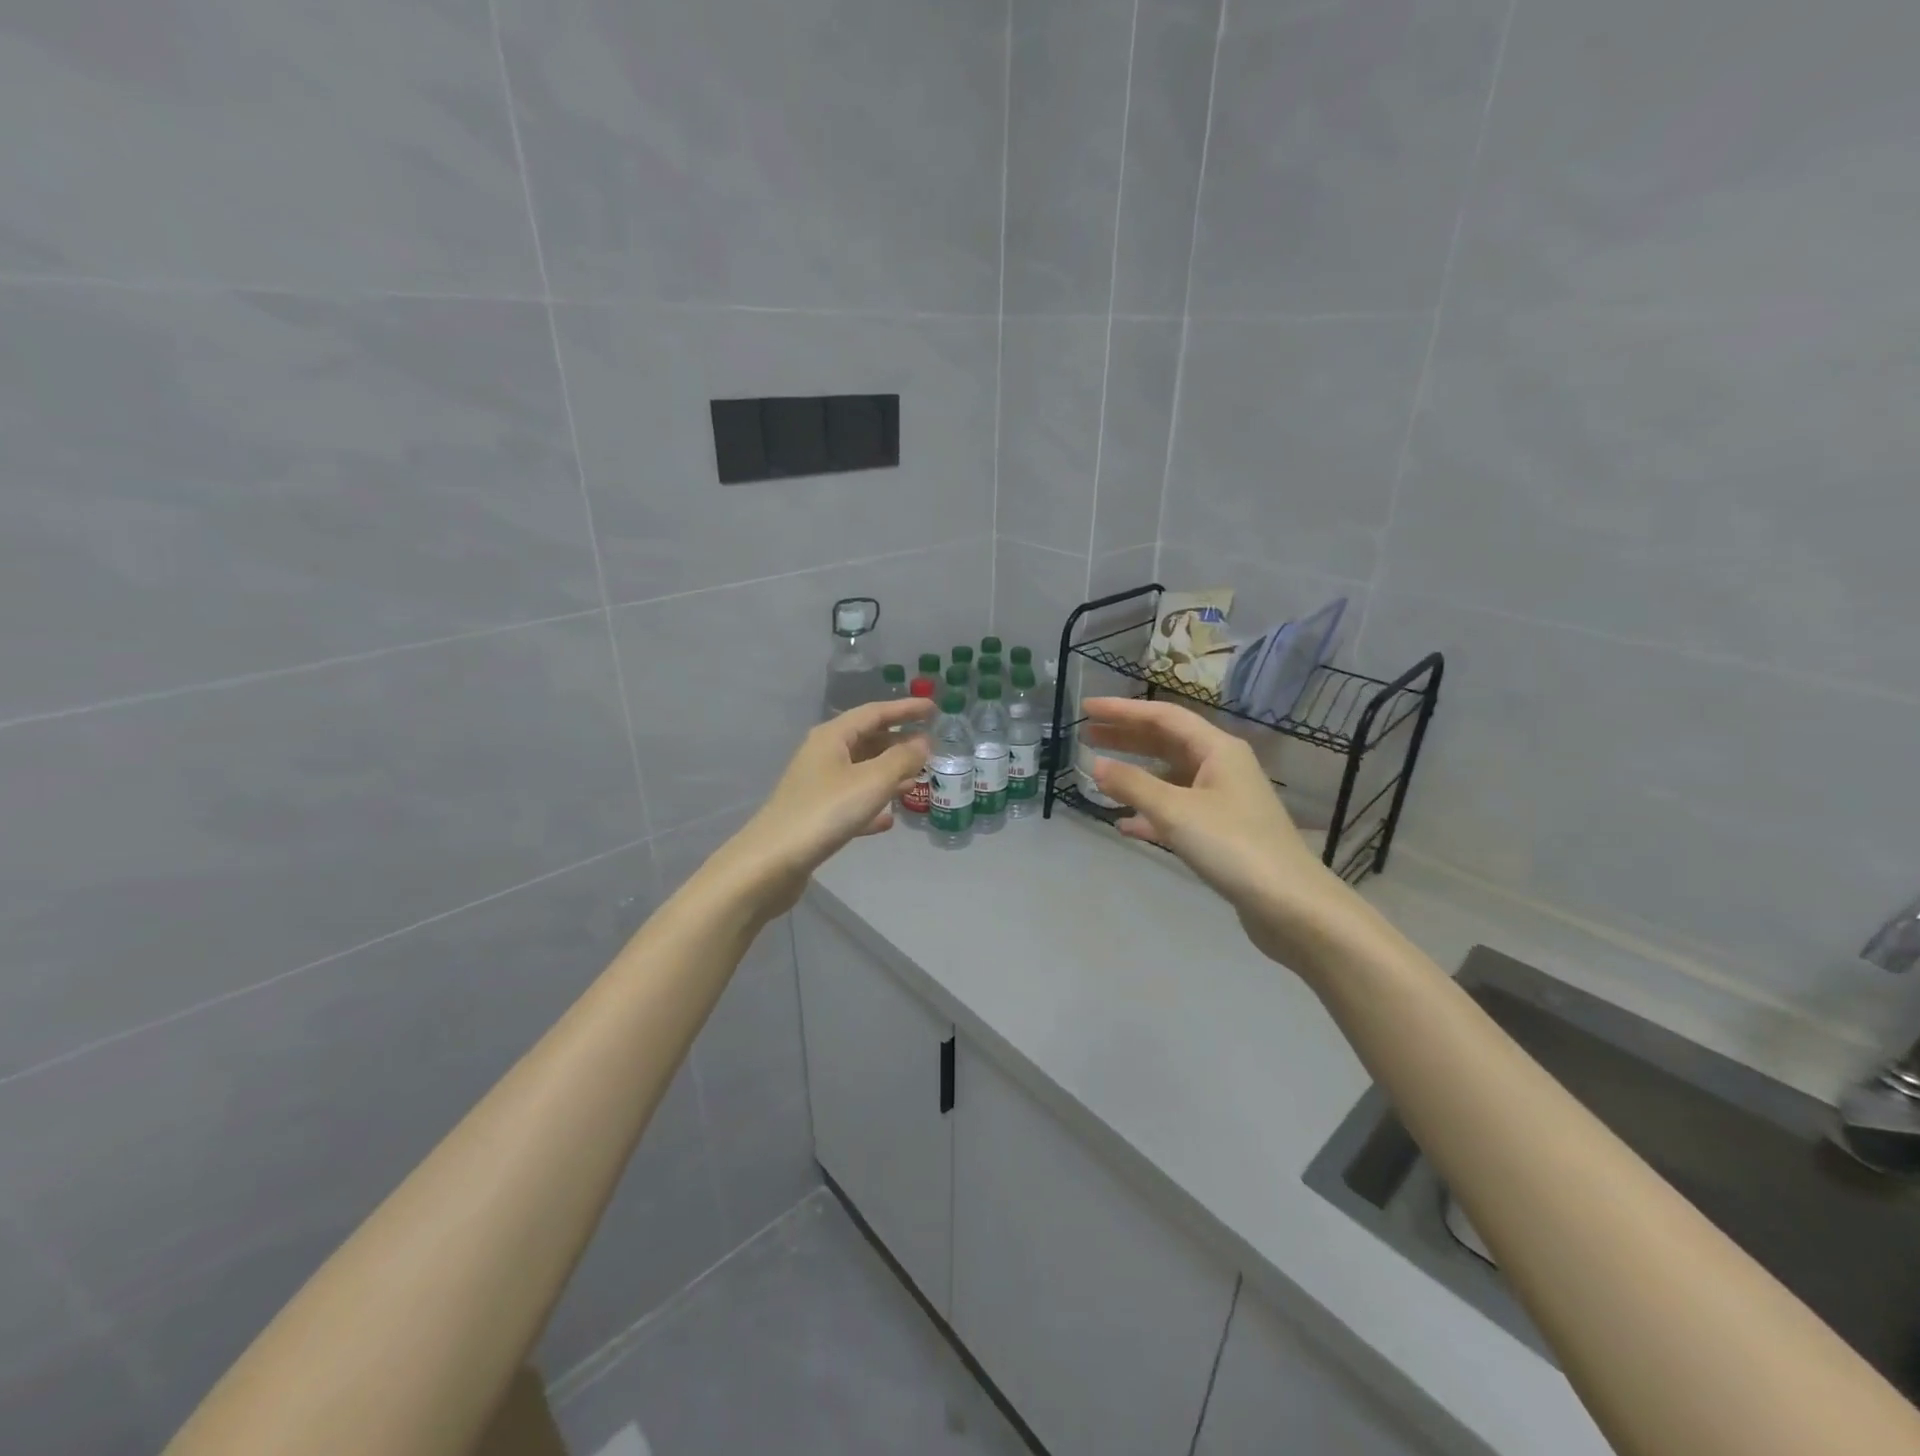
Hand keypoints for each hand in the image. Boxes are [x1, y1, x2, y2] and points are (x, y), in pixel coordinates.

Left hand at [720, 698, 933, 915]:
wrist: (772, 863)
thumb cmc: (825, 812)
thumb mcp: (872, 781)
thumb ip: (902, 759)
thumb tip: (923, 742)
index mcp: (832, 737)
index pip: (875, 712)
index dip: (905, 709)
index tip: (934, 708)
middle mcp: (823, 755)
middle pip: (867, 739)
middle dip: (899, 741)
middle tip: (931, 746)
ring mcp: (817, 786)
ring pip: (861, 771)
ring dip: (889, 772)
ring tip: (917, 778)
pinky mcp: (816, 815)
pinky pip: (852, 801)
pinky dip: (872, 804)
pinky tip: (889, 819)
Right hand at [1081, 697, 1353, 965]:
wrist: (1289, 905)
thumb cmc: (1233, 846)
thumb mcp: (1176, 811)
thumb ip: (1132, 785)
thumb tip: (1096, 765)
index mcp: (1218, 750)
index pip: (1163, 716)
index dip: (1123, 710)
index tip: (1087, 708)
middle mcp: (1222, 767)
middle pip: (1167, 743)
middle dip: (1127, 737)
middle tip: (1086, 735)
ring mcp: (1223, 801)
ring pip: (1170, 778)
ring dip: (1135, 775)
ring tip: (1099, 775)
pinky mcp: (1221, 833)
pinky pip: (1177, 811)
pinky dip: (1149, 813)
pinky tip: (1124, 824)